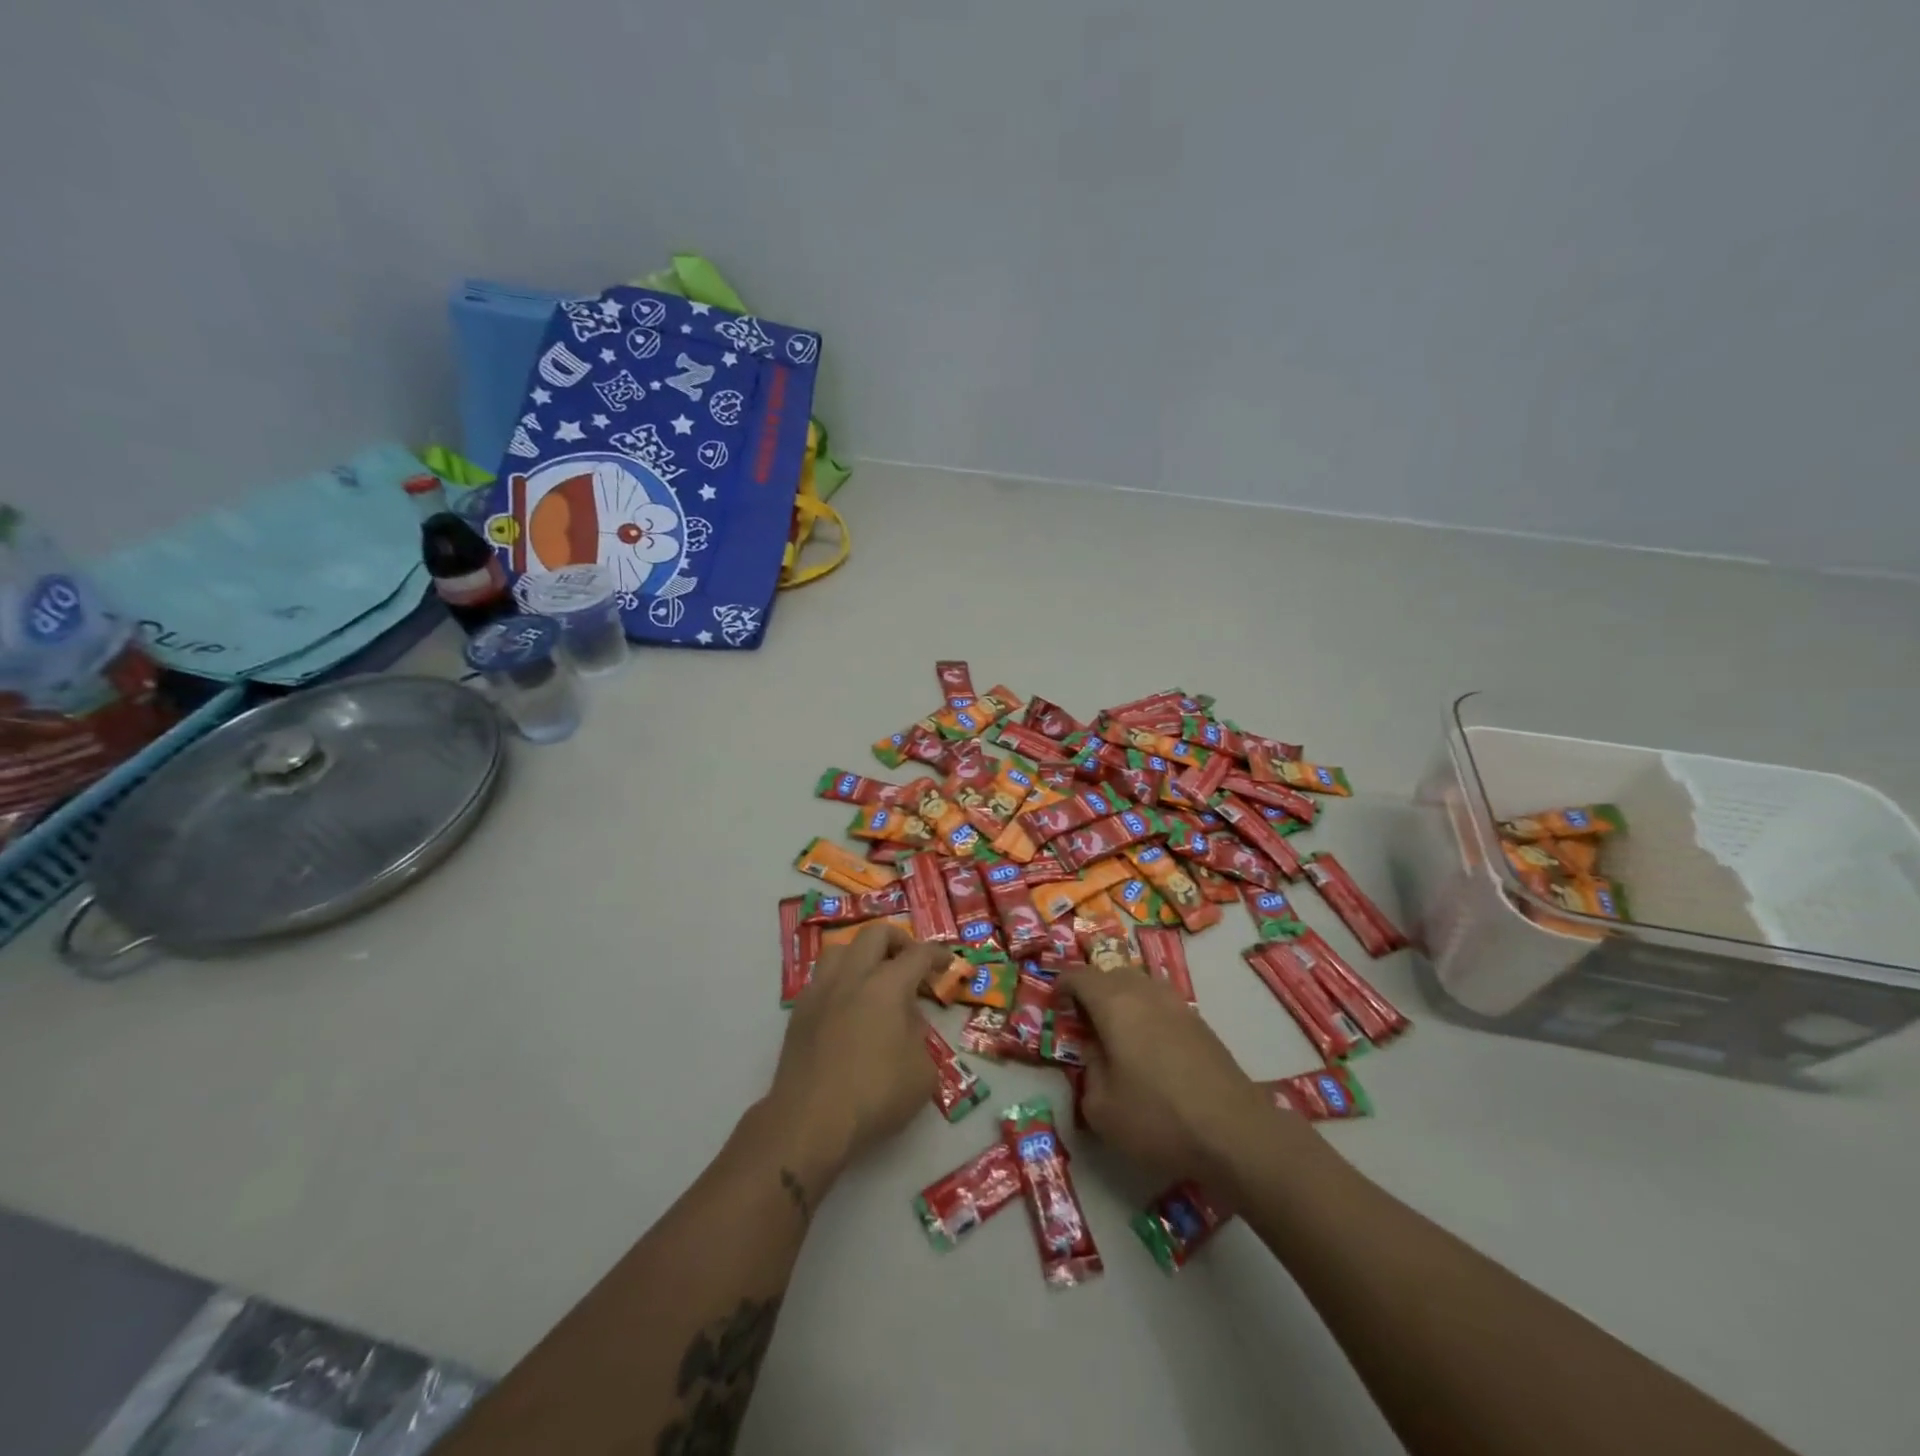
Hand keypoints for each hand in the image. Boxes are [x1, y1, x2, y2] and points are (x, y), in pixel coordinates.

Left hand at [763, 923, 947, 1185]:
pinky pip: (821, 979)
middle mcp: (852, 977)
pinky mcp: (799, 1012)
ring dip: (861, 954)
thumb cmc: (875, 1096)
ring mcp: (820, 991)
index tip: (947, 962)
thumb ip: (919, 1036)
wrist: (809, 1121)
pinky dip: (839, 981)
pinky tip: (847, 1006)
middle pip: (875, 934)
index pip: (918, 955)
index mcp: (887, 986)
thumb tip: (905, 1022)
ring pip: (840, 949)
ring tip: (873, 976)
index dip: (937, 954)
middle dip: (898, 940)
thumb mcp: (922, 1072)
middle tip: (910, 960)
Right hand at [1063, 966, 1301, 1186]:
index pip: (1078, 975)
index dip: (1061, 986)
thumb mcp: (1101, 1107)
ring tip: (1117, 1036)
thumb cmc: (1157, 1118)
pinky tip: (1150, 1051)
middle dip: (1093, 991)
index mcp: (1114, 1003)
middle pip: (1111, 974)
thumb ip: (1089, 1071)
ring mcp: (1177, 1004)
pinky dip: (1147, 1016)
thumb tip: (1095, 1053)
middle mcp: (1145, 992)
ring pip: (1140, 986)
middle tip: (1084, 1024)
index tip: (1055, 1006)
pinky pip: (1162, 1004)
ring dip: (1123, 1001)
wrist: (1234, 1132)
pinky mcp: (1200, 1023)